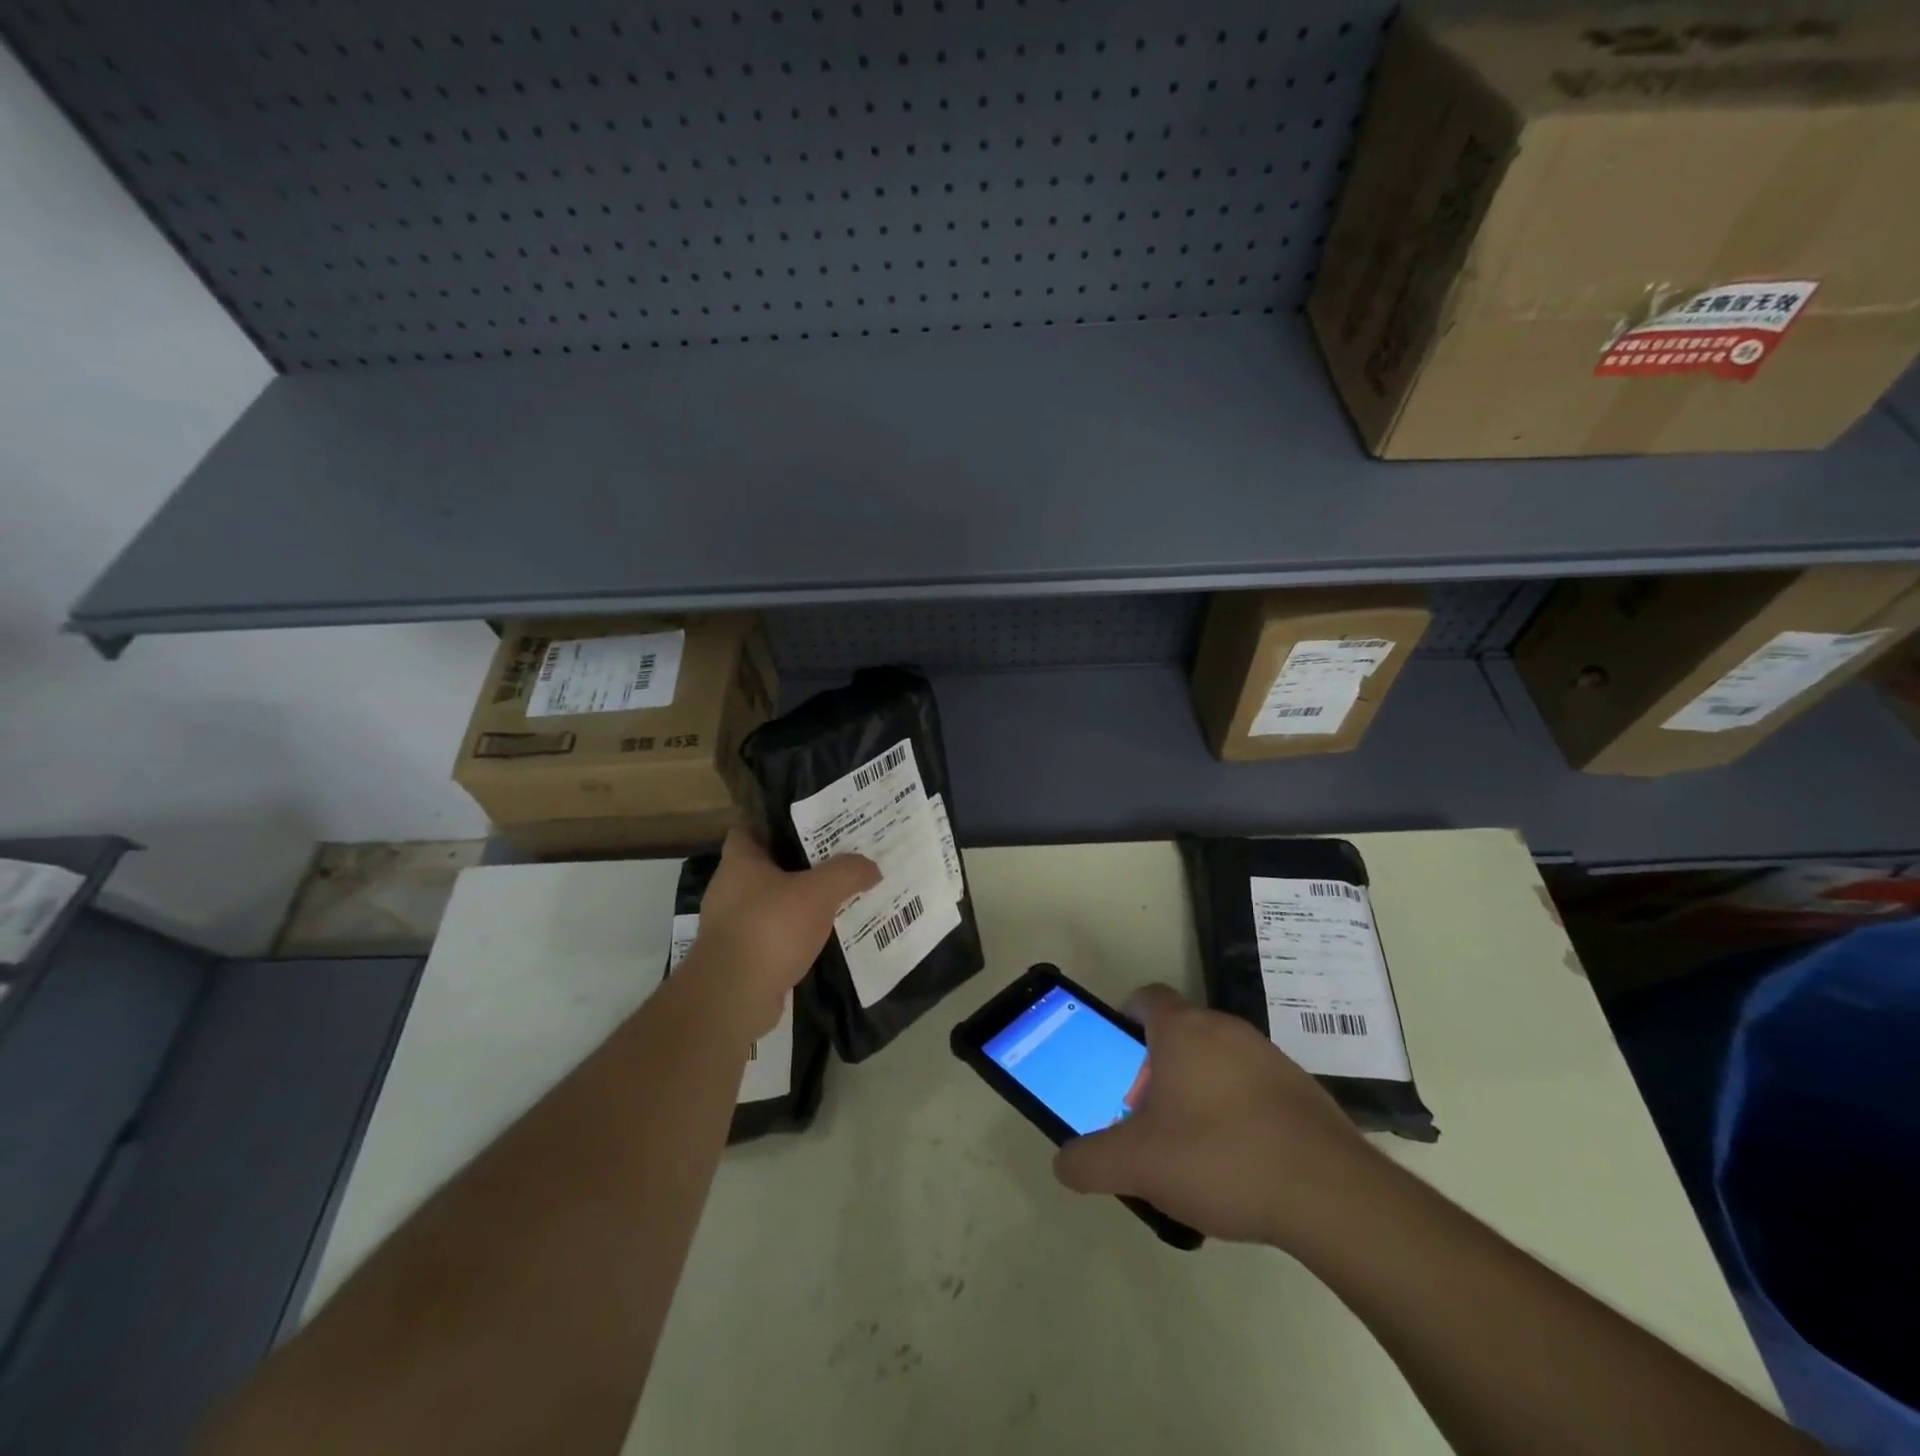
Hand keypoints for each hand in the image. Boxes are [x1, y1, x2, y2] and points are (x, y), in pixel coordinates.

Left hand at [678, 829, 878, 1038]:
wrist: (733, 997)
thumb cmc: (770, 928)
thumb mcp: (818, 892)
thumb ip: (847, 873)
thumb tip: (871, 866)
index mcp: (739, 862)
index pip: (750, 829)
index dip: (777, 825)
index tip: (810, 826)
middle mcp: (729, 889)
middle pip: (766, 867)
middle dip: (798, 865)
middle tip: (836, 861)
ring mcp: (731, 926)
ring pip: (771, 903)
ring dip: (798, 903)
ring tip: (835, 899)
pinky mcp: (739, 958)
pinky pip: (772, 936)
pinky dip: (793, 935)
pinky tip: (822, 938)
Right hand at [1053, 986, 1382, 1247]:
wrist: (1330, 1194)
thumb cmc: (1219, 1157)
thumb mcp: (1137, 1165)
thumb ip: (1090, 1161)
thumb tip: (1064, 1163)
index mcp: (1182, 1031)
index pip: (1145, 997)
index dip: (1125, 1018)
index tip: (1118, 1055)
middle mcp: (1225, 1029)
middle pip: (1180, 1032)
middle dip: (1158, 1066)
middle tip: (1147, 1113)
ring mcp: (1268, 1056)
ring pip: (1218, 1059)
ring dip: (1198, 1088)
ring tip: (1192, 1146)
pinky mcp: (1301, 1088)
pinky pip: (1253, 1086)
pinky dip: (1237, 1110)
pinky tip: (1238, 1161)